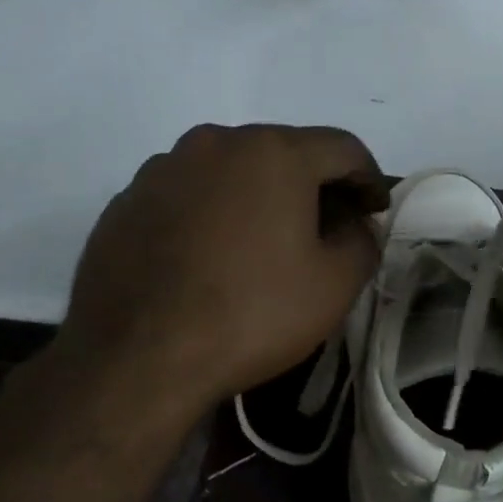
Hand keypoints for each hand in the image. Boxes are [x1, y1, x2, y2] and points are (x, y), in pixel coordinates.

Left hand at [45, 124, 385, 434]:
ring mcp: (164, 167)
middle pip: (285, 152)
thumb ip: (363, 241)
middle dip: (314, 185)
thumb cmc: (251, 314)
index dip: (368, 178)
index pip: (343, 148)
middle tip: (328, 228)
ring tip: (265, 243)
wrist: (135, 359)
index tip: (375, 211)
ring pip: (232, 170)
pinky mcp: (128, 199)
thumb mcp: (334, 285)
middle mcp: (217, 142)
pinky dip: (213, 212)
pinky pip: (189, 193)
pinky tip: (212, 256)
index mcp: (274, 152)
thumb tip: (356, 225)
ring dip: (260, 195)